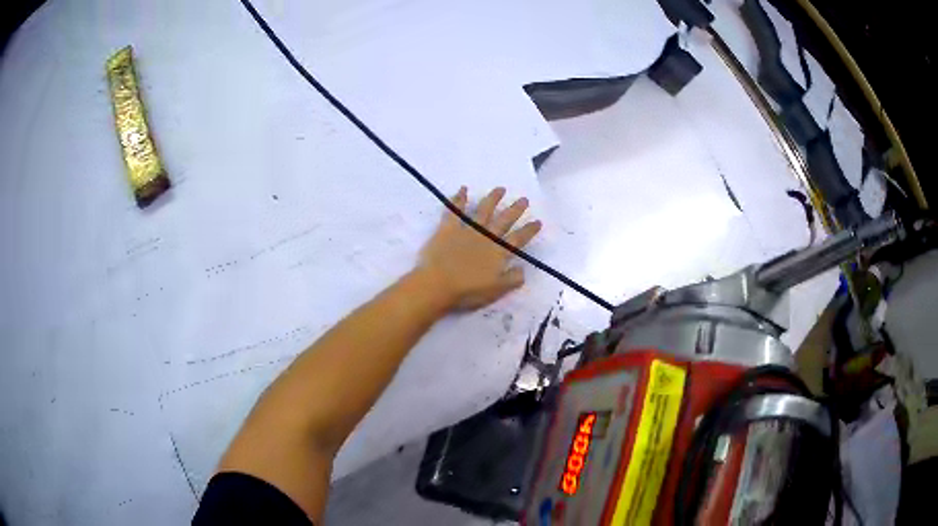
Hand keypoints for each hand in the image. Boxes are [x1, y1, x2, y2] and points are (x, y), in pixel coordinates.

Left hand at [418, 186, 541, 310]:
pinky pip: (455, 211)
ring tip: (500, 189)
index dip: (529, 230)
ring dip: (492, 199)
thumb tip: (523, 269)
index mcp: (498, 253)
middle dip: (515, 210)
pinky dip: (459, 199)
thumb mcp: (497, 290)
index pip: (518, 239)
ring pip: (483, 211)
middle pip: (504, 220)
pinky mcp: (448, 228)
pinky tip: (463, 189)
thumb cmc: (468, 291)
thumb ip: (513, 279)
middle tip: (524, 199)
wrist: (438, 284)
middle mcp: (486, 237)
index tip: (537, 221)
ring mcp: (467, 230)